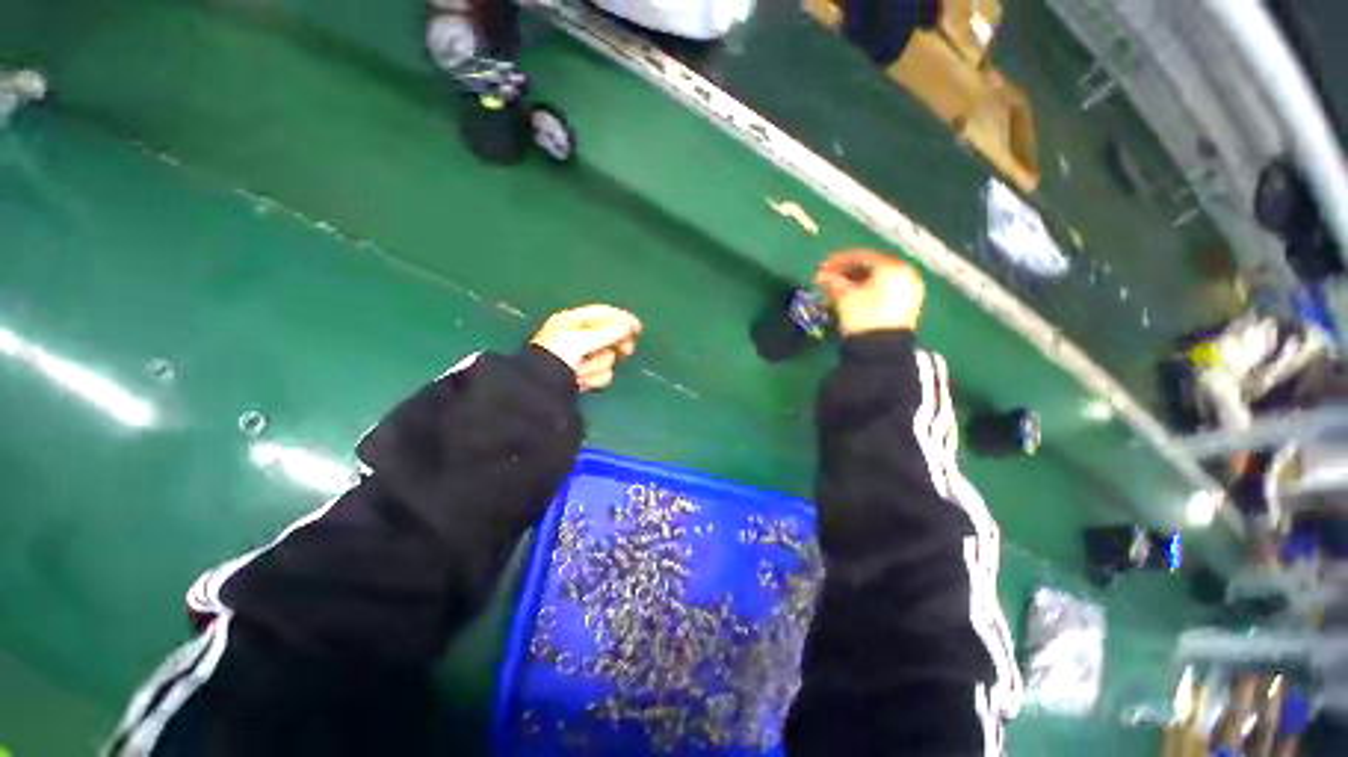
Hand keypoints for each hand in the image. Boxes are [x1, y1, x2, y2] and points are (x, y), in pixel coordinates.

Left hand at [531, 305, 641, 391]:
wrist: (540, 388)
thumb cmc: (557, 355)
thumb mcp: (582, 338)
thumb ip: (608, 331)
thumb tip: (629, 325)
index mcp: (572, 321)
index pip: (603, 313)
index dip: (622, 319)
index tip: (637, 328)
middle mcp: (578, 338)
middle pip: (610, 337)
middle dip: (616, 346)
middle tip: (626, 351)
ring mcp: (582, 358)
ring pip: (608, 359)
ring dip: (597, 367)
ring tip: (581, 372)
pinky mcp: (584, 376)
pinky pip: (602, 374)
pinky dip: (594, 379)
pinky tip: (581, 383)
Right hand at [814, 249, 925, 335]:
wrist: (882, 348)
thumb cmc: (863, 316)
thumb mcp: (844, 297)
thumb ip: (832, 282)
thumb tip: (821, 276)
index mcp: (892, 267)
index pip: (862, 256)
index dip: (839, 260)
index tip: (823, 267)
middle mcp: (906, 273)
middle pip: (872, 266)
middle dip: (848, 271)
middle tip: (829, 277)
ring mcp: (909, 289)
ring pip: (878, 278)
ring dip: (856, 281)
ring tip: (838, 288)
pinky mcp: (907, 304)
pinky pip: (885, 289)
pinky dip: (868, 289)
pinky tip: (853, 295)